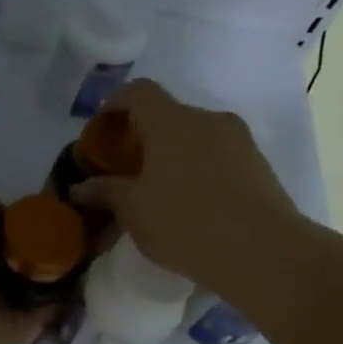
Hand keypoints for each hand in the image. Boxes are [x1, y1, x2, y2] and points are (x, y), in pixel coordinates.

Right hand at [72, 79, 301, 292]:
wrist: (263, 251)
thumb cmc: (184, 221)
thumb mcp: (133, 210)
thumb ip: (105, 192)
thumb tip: (79, 187)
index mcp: (171, 121)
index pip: (138, 92)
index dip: (115, 102)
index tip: (102, 126)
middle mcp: (208, 120)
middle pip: (169, 115)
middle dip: (145, 136)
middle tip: (128, 168)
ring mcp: (240, 142)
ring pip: (196, 138)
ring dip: (175, 155)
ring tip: (160, 192)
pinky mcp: (260, 167)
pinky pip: (219, 158)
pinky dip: (199, 171)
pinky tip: (193, 207)